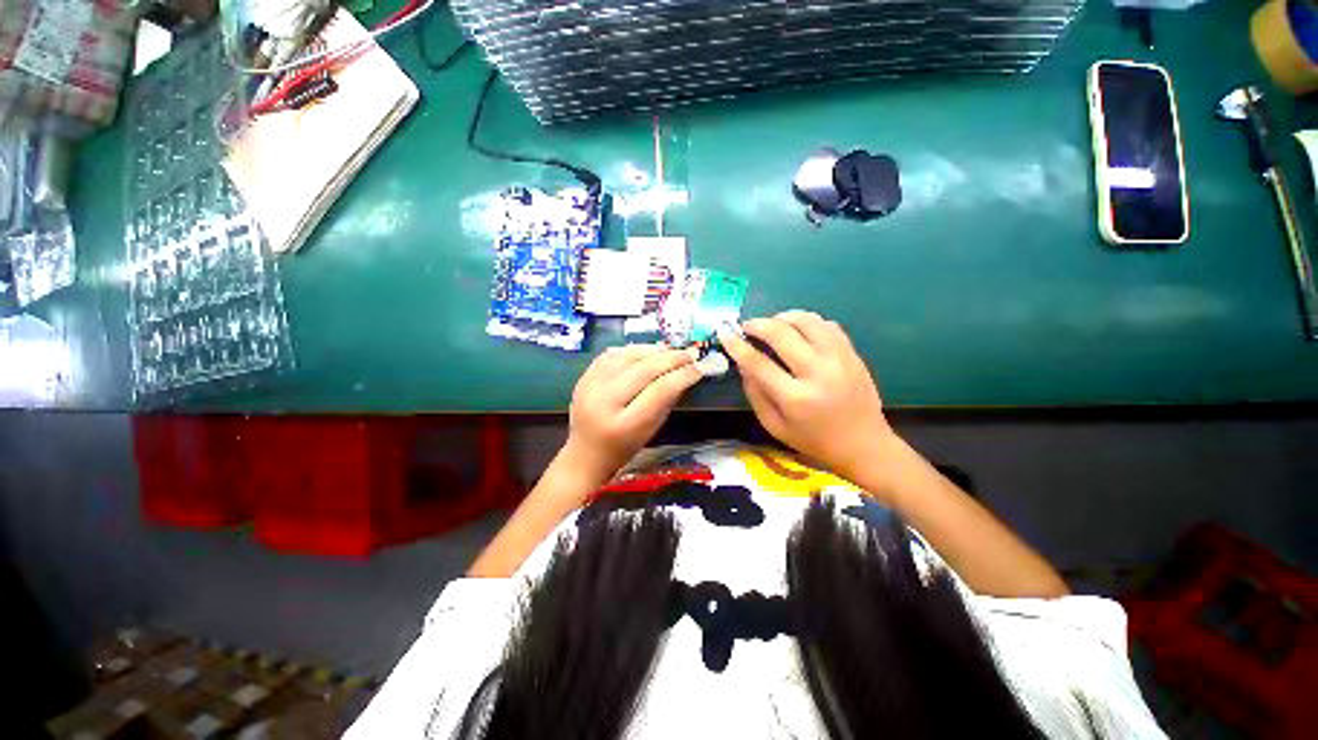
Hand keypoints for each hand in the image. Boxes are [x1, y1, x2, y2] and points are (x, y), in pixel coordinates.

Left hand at [565, 344, 702, 485]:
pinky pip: (611, 354)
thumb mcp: (651, 431)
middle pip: (644, 369)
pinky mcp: (583, 377)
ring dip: (654, 350)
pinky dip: (633, 350)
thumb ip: (666, 401)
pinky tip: (647, 352)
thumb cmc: (623, 448)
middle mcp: (603, 402)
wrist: (585, 454)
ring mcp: (589, 386)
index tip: (699, 367)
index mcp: (624, 425)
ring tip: (671, 351)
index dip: (683, 375)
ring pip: (628, 355)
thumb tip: (685, 372)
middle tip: (690, 354)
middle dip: (672, 358)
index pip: (660, 391)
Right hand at [719, 311, 898, 480]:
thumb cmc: (813, 440)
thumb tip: (743, 363)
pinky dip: (808, 322)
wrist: (864, 444)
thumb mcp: (775, 426)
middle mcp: (818, 374)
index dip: (737, 346)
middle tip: (747, 327)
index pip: (758, 363)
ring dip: (784, 317)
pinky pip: (827, 325)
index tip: (725, 334)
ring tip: (773, 324)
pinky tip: (799, 331)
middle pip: (782, 334)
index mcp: (796, 399)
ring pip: (807, 321)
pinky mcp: (853, 354)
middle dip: (758, 324)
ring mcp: (840, 360)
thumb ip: (755, 394)